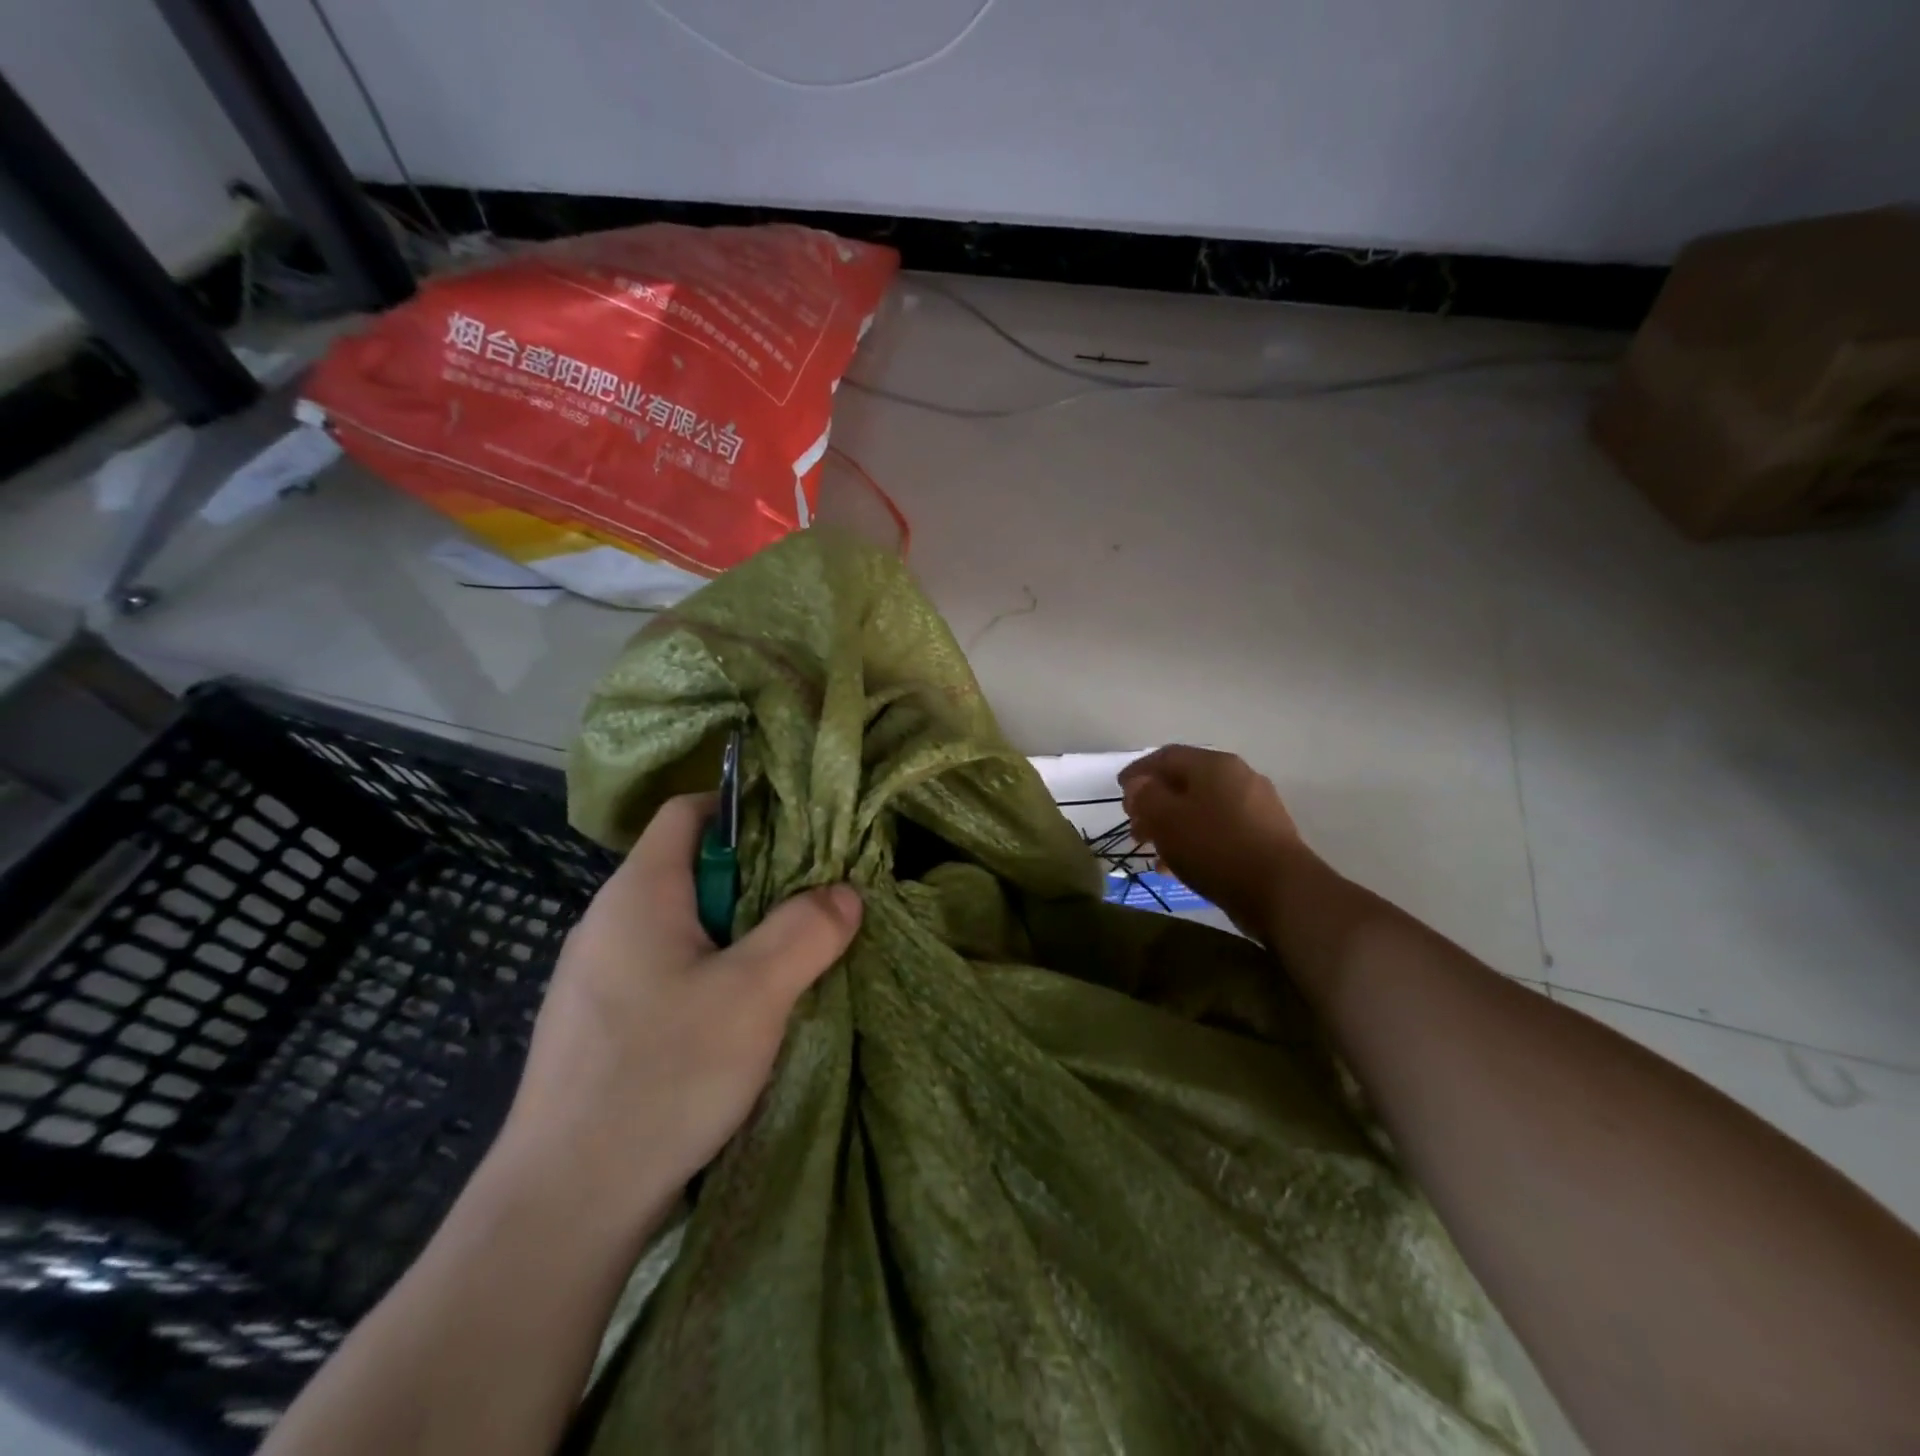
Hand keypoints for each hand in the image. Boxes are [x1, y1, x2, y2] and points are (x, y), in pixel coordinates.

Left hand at [493, 793, 861, 1228]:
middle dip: (756, 880)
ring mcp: (597, 975)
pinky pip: (664, 970)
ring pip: (682, 925)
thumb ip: (807, 931)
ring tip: (787, 960)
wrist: (563, 1205)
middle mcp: (609, 921)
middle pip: (690, 868)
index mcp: (639, 893)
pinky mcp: (599, 1023)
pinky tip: (739, 1017)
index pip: (688, 811)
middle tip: (811, 904)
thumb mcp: (755, 994)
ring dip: (736, 934)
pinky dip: (709, 974)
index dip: (742, 809)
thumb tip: (845, 892)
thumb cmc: (662, 1074)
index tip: (799, 834)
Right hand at [1120, 745, 1305, 939]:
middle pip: (1185, 783)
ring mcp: (1256, 808)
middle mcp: (1238, 778)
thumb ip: (1146, 796)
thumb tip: (1140, 785)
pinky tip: (1180, 866)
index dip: (1138, 772)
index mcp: (1214, 765)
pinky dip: (1195, 841)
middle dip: (1155, 804)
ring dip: (1172, 826)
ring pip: (1202, 809)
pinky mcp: (1265, 837)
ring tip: (1153, 851)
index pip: (1167, 756)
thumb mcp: (1167, 819)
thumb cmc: (1215, 846)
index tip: (1119, 792)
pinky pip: (1219, 831)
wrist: (1280, 891)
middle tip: (1135, 827)